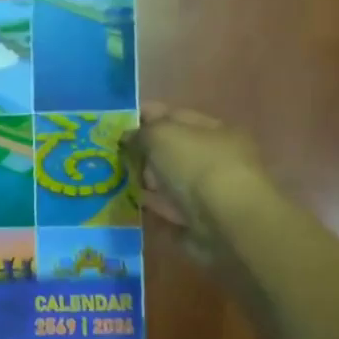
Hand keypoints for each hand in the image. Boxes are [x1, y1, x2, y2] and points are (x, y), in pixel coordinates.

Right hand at [125, 102, 268, 261]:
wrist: (225, 222)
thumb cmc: (196, 166)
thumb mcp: (161, 135)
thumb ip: (141, 132)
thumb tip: (128, 137)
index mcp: (214, 130)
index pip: (175, 116)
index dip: (146, 116)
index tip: (117, 124)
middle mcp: (215, 157)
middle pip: (172, 149)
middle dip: (144, 151)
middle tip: (113, 155)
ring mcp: (209, 190)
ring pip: (170, 179)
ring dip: (146, 179)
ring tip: (117, 179)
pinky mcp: (200, 220)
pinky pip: (170, 207)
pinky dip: (154, 205)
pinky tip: (134, 204)